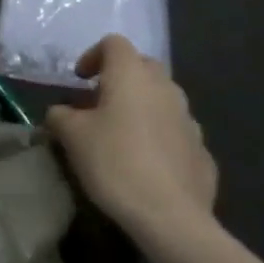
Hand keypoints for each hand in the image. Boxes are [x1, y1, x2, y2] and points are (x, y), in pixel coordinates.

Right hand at [45, 34, 216, 245]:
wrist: (172, 219)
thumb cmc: (115, 163)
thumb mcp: (71, 136)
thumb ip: (60, 115)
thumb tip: (61, 113)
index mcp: (131, 75)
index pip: (114, 43)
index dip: (93, 55)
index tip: (80, 80)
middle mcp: (165, 89)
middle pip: (143, 66)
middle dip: (121, 77)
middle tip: (100, 102)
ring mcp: (190, 121)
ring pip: (163, 99)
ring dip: (143, 106)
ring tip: (123, 134)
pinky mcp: (203, 153)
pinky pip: (177, 132)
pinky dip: (160, 136)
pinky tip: (147, 163)